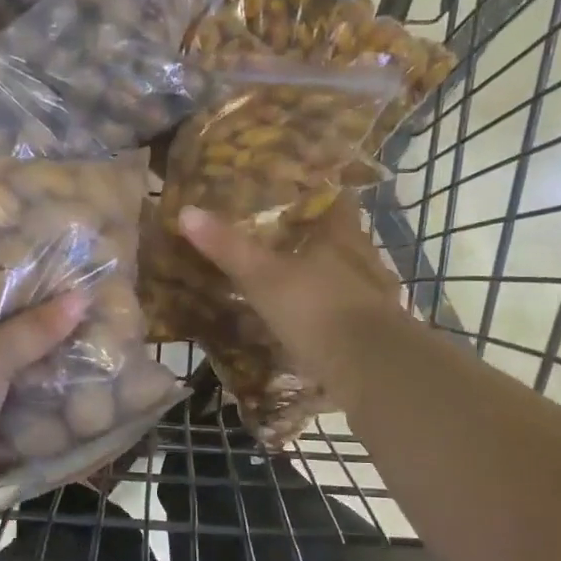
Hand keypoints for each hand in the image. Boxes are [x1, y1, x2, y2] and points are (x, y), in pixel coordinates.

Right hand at [176, 195, 400, 403]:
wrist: (370, 369)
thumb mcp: (263, 277)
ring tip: (289, 281)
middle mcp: (363, 259)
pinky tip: (307, 323)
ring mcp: (373, 297)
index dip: (315, 192)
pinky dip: (326, 313)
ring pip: (344, 276)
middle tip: (277, 239)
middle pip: (340, 238)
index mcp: (343, 236)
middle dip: (313, 238)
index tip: (289, 191)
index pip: (334, 199)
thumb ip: (228, 247)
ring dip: (321, 277)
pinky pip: (344, 312)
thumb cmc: (316, 309)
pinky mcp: (373, 332)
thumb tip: (187, 211)